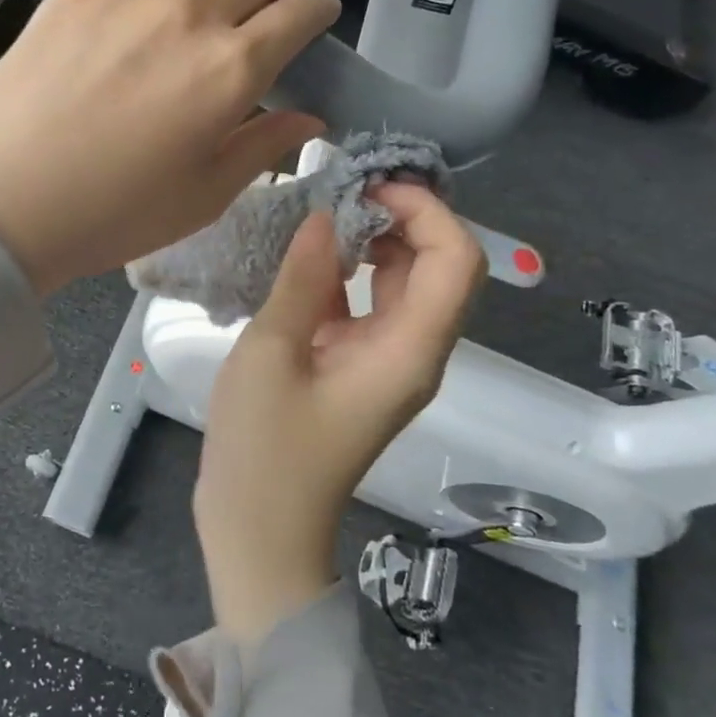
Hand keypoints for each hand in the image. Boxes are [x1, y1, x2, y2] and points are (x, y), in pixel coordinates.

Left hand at [0, 0, 340, 295]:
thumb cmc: (111, 215)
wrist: (2, 204)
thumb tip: (310, 117)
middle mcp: (192, 15)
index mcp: (231, 71)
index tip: (320, 17)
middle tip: (279, 3)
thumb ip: (263, 148)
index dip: (320, 11)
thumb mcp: (203, 197)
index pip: (298, 15)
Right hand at [194, 184, 483, 643]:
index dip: (425, 210)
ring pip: (405, 283)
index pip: (455, 260)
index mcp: (409, 351)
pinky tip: (306, 256)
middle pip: (439, 266)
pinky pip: (371, 305)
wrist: (260, 532)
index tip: (368, 184)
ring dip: (375, 241)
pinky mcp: (360, 368)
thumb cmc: (264, 449)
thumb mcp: (272, 353)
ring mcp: (387, 361)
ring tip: (323, 211)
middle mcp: (414, 352)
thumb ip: (302, 279)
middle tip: (342, 187)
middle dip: (402, 217)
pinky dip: (348, 273)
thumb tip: (324, 217)